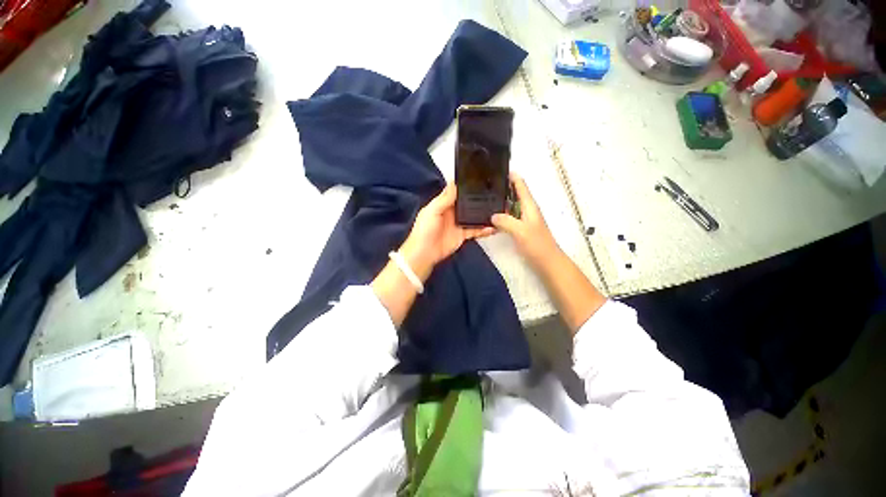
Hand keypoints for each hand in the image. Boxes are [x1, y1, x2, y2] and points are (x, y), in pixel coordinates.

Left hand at [398, 183, 494, 281]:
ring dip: (483, 214)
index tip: (479, 179)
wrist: (425, 254)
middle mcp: (452, 212)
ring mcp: (458, 224)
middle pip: (467, 203)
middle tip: (494, 193)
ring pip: (473, 216)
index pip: (456, 192)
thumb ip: (445, 198)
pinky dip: (483, 229)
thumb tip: (455, 182)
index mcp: (443, 204)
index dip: (465, 186)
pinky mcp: (463, 235)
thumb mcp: (433, 211)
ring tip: (497, 210)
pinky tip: (492, 227)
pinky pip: (475, 230)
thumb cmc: (425, 230)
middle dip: (478, 199)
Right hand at [493, 173, 604, 332]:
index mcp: (530, 206)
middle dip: (503, 187)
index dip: (512, 176)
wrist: (547, 261)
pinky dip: (501, 213)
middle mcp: (527, 210)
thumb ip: (505, 221)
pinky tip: (491, 216)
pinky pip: (509, 216)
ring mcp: (524, 219)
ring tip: (485, 197)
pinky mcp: (521, 229)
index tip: (499, 169)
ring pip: (511, 205)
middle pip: (515, 193)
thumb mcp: (520, 231)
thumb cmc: (537, 244)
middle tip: (486, 184)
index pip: (521, 186)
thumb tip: (492, 215)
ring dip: (501, 200)